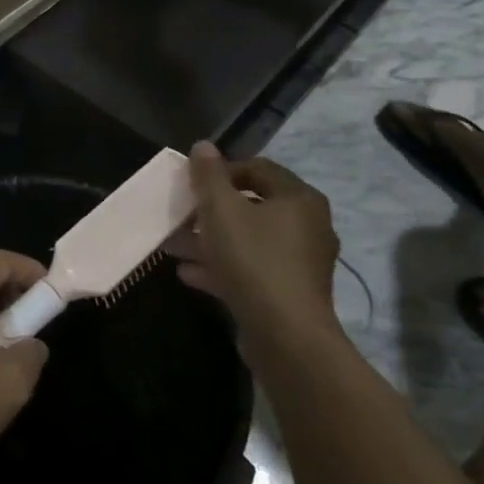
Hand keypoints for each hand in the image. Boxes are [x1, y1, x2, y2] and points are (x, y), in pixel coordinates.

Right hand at [176, 142, 340, 339]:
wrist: (286, 337)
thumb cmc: (254, 259)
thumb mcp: (221, 209)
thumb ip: (209, 175)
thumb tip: (203, 146)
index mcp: (299, 198)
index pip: (258, 168)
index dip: (221, 171)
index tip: (192, 185)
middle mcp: (308, 226)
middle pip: (252, 206)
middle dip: (211, 211)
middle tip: (181, 216)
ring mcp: (301, 262)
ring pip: (248, 240)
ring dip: (211, 241)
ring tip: (175, 246)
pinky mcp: (290, 293)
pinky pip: (252, 269)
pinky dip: (223, 267)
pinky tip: (189, 273)